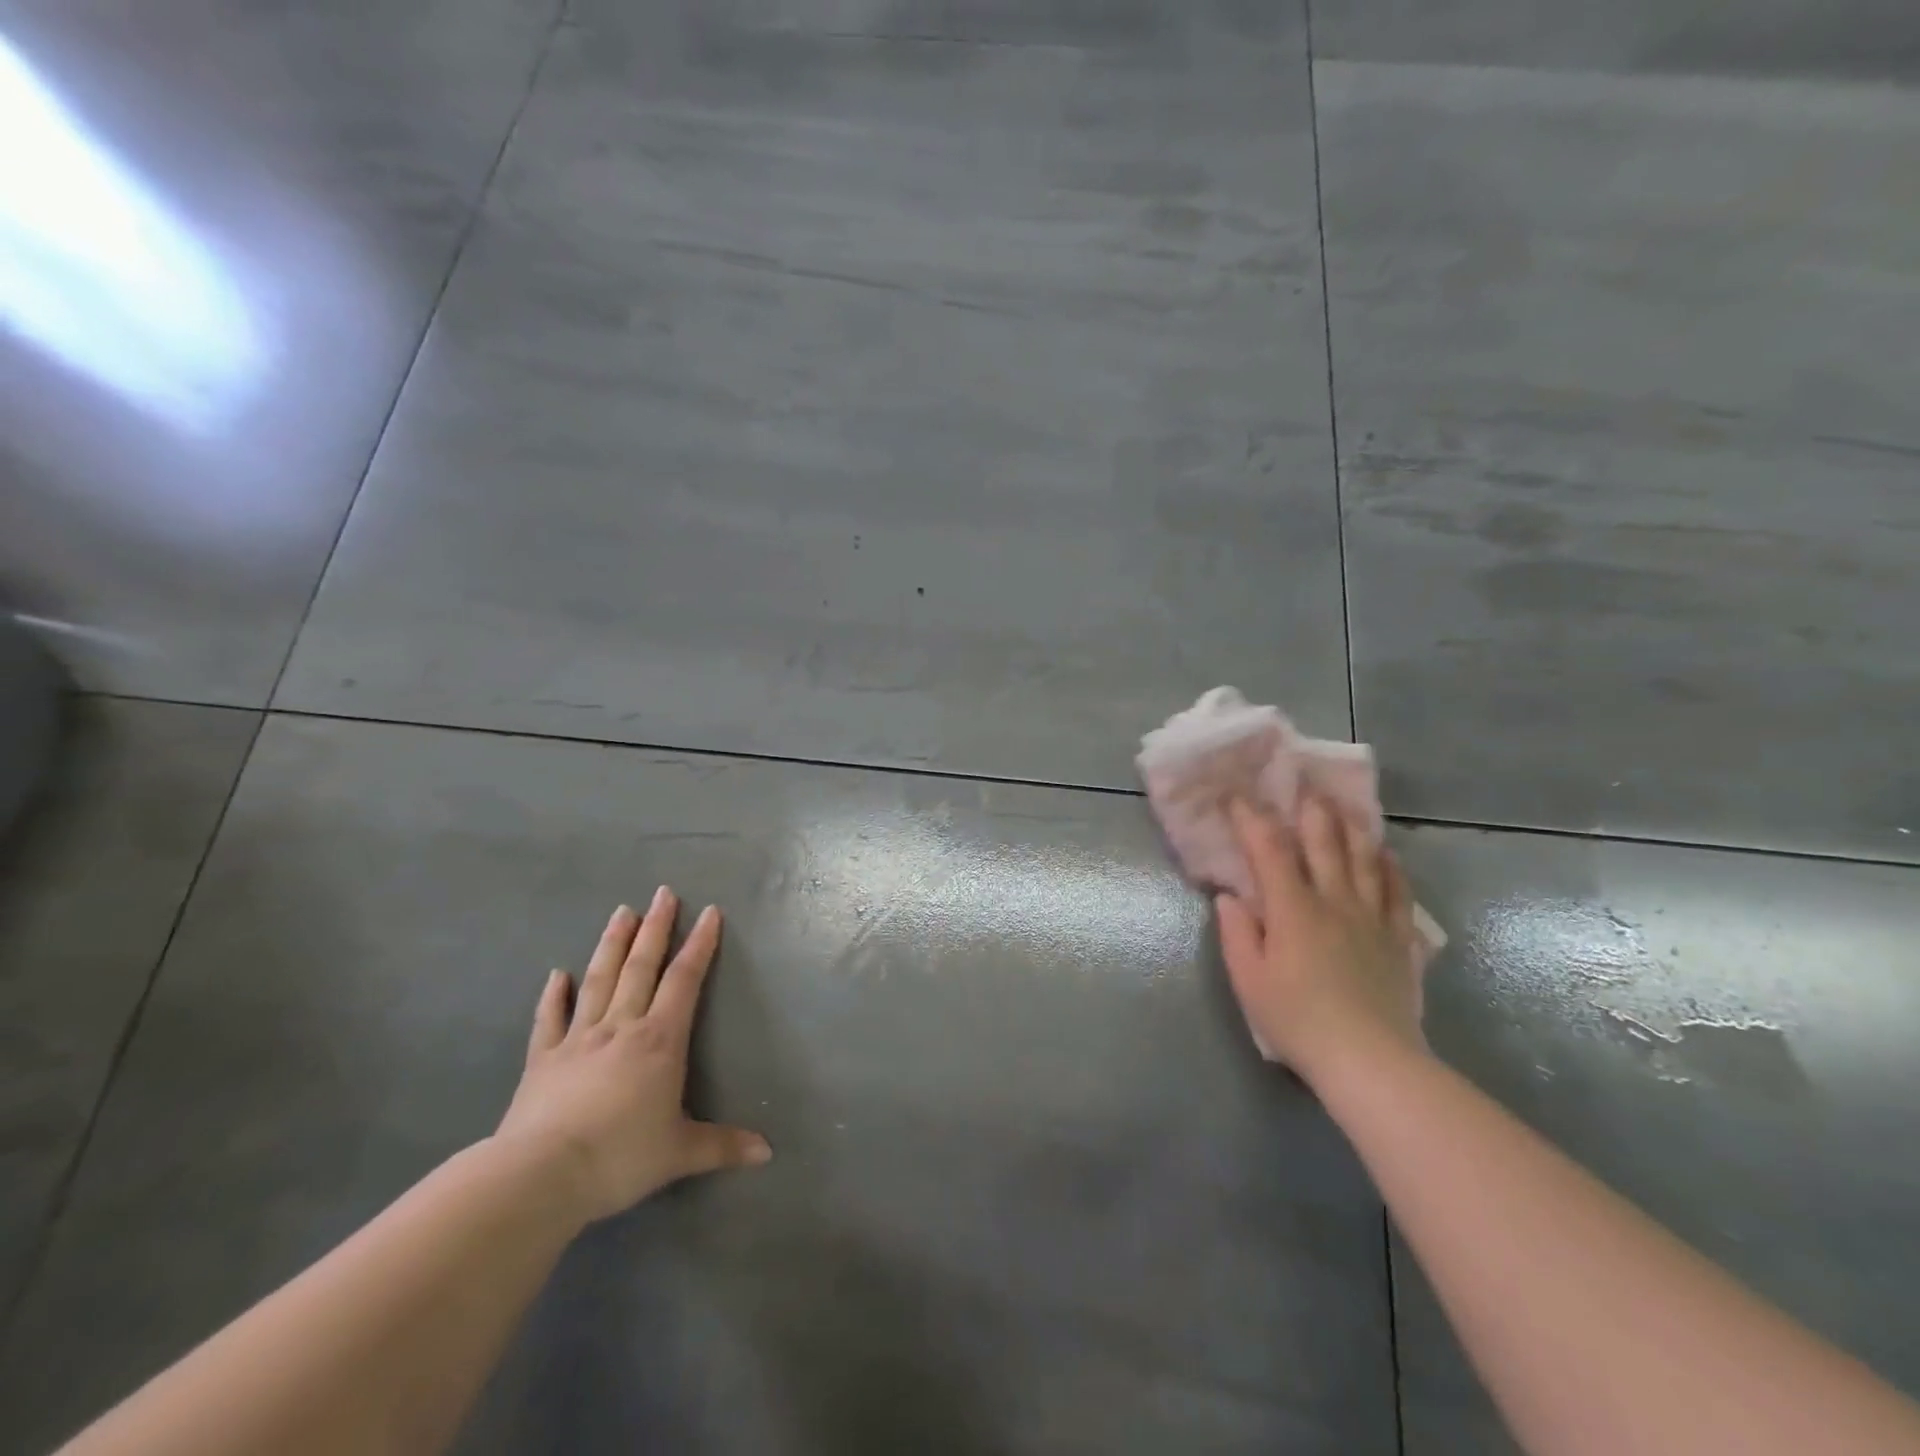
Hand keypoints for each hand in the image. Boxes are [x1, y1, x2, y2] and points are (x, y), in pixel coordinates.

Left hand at [494, 888, 770, 1224]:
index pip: (684, 980)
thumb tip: (768, 1152)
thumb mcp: (680, 1153)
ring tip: (622, 911)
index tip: (709, 912)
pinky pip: (549, 1019)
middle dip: (656, 928)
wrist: (539, 1176)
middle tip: (663, 892)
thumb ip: (723, 1146)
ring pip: (599, 980)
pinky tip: (557, 974)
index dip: (699, 945)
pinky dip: (553, 995)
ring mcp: (578, 1039)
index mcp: (659, 1040)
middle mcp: (621, 1027)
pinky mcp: (541, 1060)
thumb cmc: (620, 1156)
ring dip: (612, 944)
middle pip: (641, 967)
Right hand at [1214, 793, 1426, 1082]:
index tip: (1238, 799)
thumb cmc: (1297, 1020)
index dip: (1252, 820)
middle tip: (1303, 788)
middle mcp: (1334, 901)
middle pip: (1324, 843)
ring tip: (1344, 808)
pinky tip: (1387, 855)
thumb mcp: (1249, 980)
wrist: (1370, 1061)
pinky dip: (1391, 867)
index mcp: (1293, 909)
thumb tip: (1230, 898)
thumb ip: (1238, 933)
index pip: (1269, 850)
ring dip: (1351, 829)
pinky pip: (1398, 892)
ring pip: (1365, 859)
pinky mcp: (1399, 939)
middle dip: (1310, 811)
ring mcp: (1372, 918)